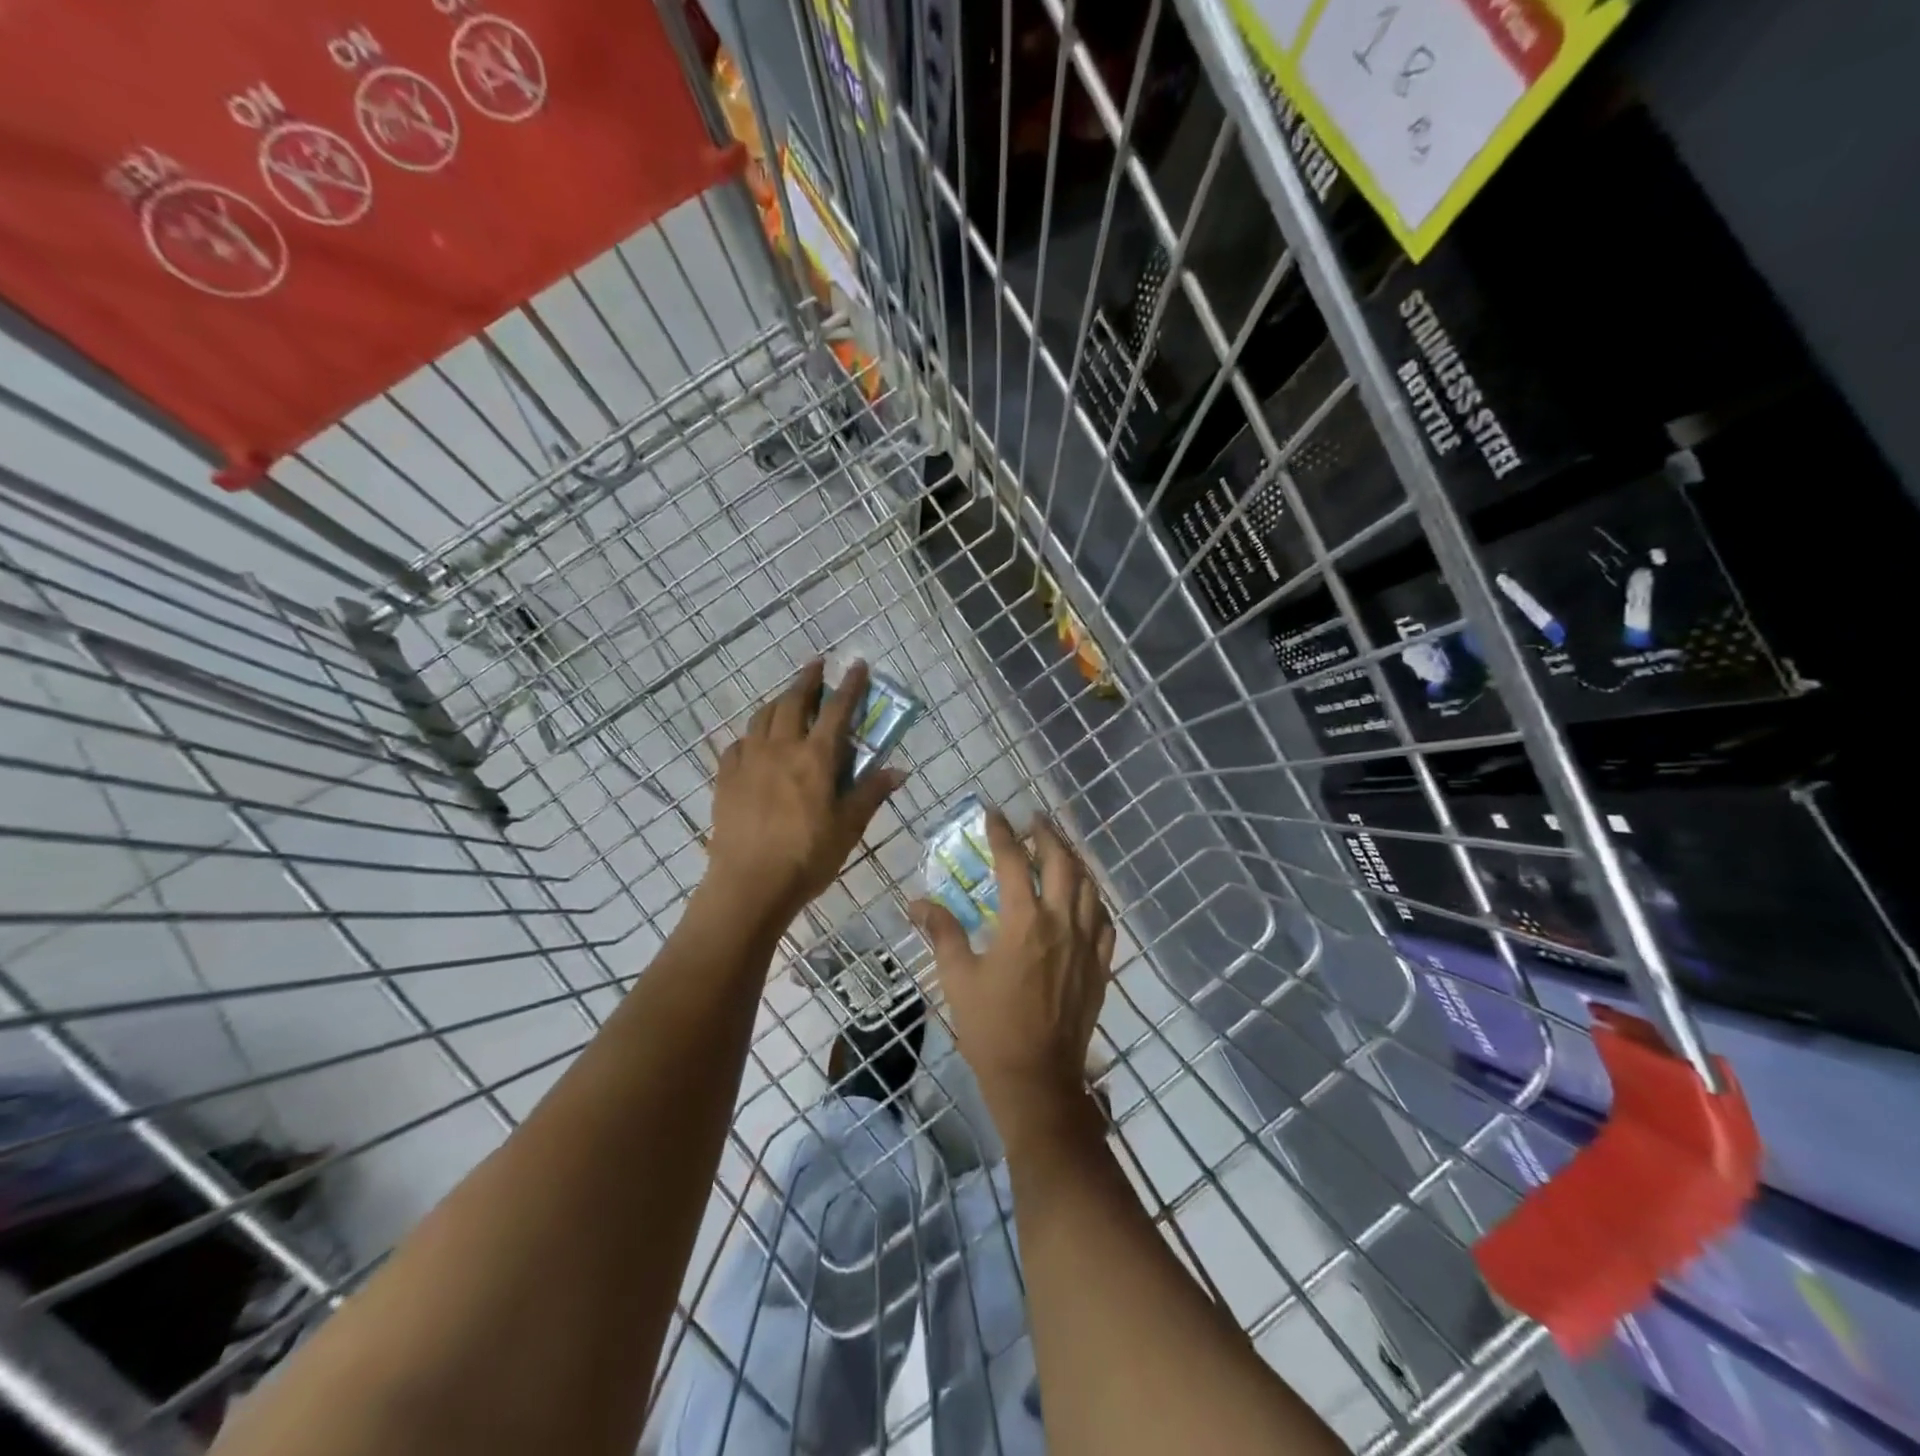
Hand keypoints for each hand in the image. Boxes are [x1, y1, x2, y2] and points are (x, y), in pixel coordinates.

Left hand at [704, 660, 904, 930]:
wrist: (750, 884)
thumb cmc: (808, 857)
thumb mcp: (848, 827)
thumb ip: (871, 793)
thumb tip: (899, 770)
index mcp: (816, 758)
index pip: (836, 710)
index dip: (849, 686)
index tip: (857, 665)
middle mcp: (781, 748)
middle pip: (793, 702)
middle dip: (807, 680)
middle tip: (817, 666)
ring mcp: (749, 760)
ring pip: (763, 717)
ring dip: (778, 701)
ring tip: (788, 699)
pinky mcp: (726, 777)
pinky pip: (739, 743)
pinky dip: (752, 734)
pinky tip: (755, 742)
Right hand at [912, 809, 1114, 1126]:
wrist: (1037, 1078)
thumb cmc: (990, 1027)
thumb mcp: (958, 978)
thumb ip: (943, 933)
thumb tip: (917, 903)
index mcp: (1023, 922)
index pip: (1014, 862)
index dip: (1003, 834)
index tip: (994, 814)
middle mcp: (1060, 923)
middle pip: (1061, 863)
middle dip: (1048, 835)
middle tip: (1035, 820)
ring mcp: (1086, 943)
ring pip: (1089, 886)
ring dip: (1074, 860)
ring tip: (1061, 848)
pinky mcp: (1101, 964)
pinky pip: (1104, 920)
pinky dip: (1095, 899)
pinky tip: (1086, 897)